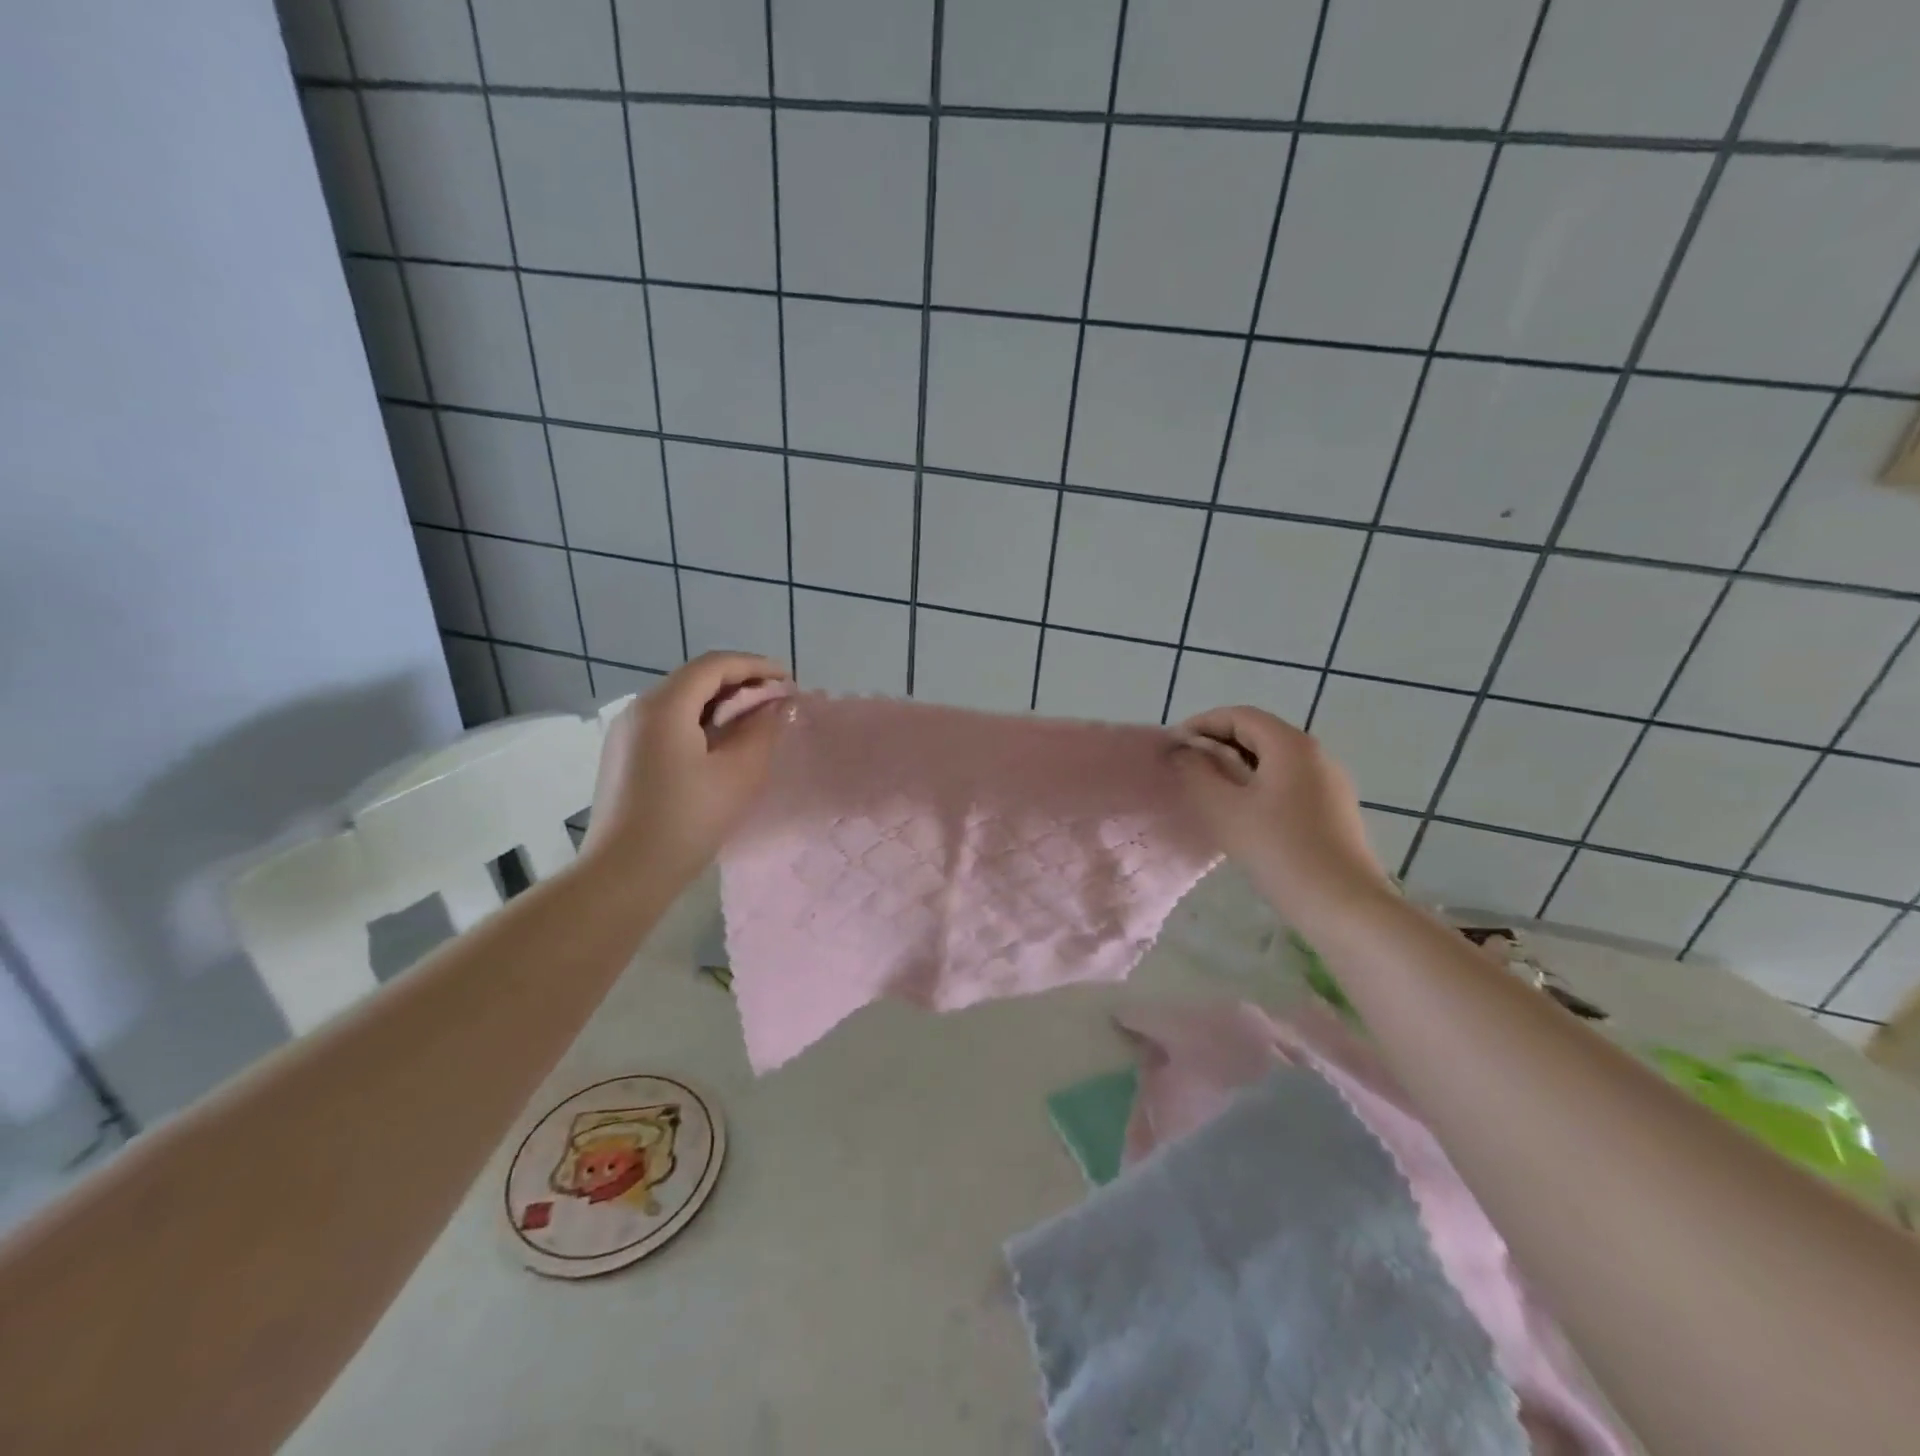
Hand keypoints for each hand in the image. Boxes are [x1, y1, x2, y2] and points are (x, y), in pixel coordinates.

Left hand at [581, 652, 792, 886]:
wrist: (623, 874)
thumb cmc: (687, 821)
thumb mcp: (738, 774)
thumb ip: (761, 730)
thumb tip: (773, 705)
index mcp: (665, 705)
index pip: (715, 665)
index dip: (755, 666)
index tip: (788, 680)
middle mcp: (638, 708)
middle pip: (695, 679)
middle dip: (739, 683)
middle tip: (775, 701)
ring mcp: (625, 732)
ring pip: (680, 701)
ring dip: (719, 703)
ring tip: (753, 722)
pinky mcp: (623, 755)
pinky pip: (666, 723)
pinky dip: (698, 722)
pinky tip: (719, 745)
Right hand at [1170, 705, 1392, 914]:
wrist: (1343, 905)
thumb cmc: (1279, 850)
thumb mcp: (1224, 810)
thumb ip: (1197, 772)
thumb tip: (1184, 751)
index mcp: (1290, 745)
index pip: (1239, 716)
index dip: (1201, 724)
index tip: (1173, 745)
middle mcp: (1315, 754)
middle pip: (1259, 733)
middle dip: (1218, 742)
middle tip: (1186, 765)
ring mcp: (1329, 781)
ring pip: (1274, 759)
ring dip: (1237, 764)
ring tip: (1207, 787)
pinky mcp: (1333, 808)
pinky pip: (1288, 781)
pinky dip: (1257, 783)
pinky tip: (1241, 810)